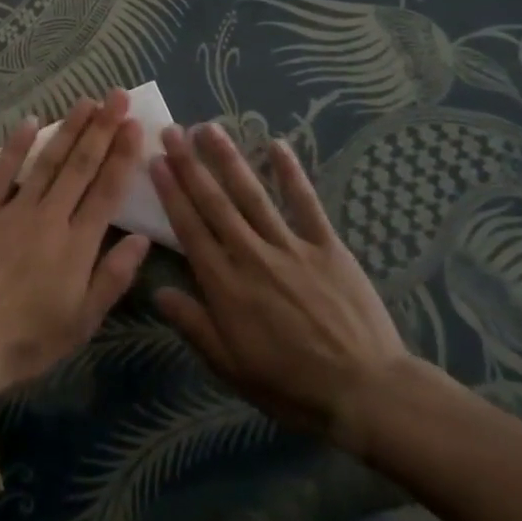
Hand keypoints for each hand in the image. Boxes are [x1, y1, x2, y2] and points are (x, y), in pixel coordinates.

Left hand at [0, 91, 151, 397]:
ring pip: (48, 161)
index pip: (107, 190)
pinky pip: (2, 172)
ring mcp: (14, 210)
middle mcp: (50, 217)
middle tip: (116, 96)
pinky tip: (30, 121)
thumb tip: (143, 239)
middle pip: (81, 165)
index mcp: (78, 245)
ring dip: (68, 128)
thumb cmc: (27, 340)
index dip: (122, 155)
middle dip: (102, 128)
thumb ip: (112, 277)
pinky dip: (17, 146)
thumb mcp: (81, 322)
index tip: (134, 125)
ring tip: (86, 101)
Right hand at [150, 123, 414, 449]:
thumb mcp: (232, 367)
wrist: (365, 392)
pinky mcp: (326, 246)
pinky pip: (306, 203)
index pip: (189, 228)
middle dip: (190, 164)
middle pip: (214, 202)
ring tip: (209, 128)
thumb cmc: (291, 386)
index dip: (171, 192)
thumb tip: (156, 291)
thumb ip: (193, 325)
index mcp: (225, 285)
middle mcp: (251, 254)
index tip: (156, 161)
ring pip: (252, 194)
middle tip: (172, 131)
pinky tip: (278, 144)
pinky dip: (291, 173)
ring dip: (228, 158)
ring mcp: (290, 246)